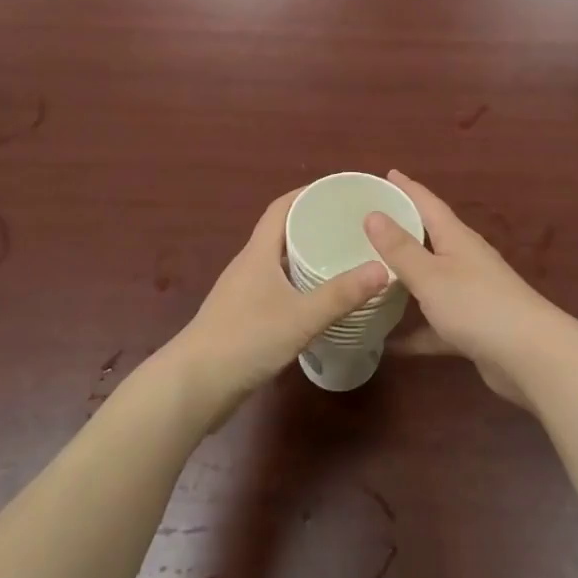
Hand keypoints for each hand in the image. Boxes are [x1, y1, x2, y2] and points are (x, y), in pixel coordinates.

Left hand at [163, 190, 390, 424]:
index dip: (306, 193)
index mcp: (258, 253)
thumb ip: (341, 294)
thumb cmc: (246, 339)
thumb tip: (383, 268)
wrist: (193, 387)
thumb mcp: (301, 317)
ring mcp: (242, 293)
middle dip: (313, 224)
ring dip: (306, 257)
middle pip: (281, 233)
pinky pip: (276, 289)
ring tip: (342, 259)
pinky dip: (298, 286)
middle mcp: (249, 266)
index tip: (338, 190)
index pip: (281, 208)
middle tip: (350, 226)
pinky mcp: (242, 318)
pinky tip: (318, 302)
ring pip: (278, 263)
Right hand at [367, 170, 575, 407]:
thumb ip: (400, 248)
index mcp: (456, 237)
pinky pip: (437, 324)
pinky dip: (416, 330)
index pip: (427, 203)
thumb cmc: (477, 305)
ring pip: (432, 279)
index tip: (387, 173)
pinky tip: (390, 343)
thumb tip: (373, 213)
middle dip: (403, 229)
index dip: (407, 187)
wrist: (531, 356)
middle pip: (430, 237)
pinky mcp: (473, 327)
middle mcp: (465, 259)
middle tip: (370, 222)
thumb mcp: (430, 275)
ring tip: (373, 275)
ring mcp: (472, 293)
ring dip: (407, 278)